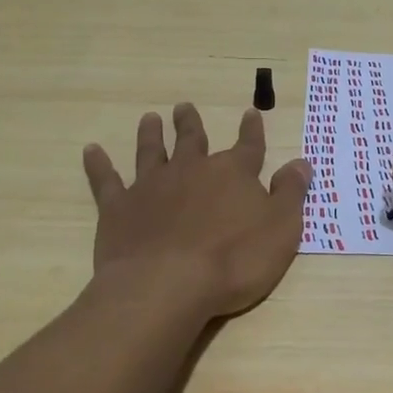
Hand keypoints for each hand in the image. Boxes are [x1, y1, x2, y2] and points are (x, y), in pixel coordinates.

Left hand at [83, 104, 312, 318]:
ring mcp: (152, 187)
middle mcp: (191, 170)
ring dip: (151, 135)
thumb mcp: (282, 228)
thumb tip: (301, 162)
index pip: (248, 146)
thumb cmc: (234, 260)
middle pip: (193, 140)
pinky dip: (99, 165)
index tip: (250, 113)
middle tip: (184, 107)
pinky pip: (106, 180)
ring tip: (150, 118)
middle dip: (191, 124)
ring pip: (151, 152)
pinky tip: (92, 151)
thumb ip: (290, 193)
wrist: (168, 285)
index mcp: (233, 173)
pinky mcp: (118, 208)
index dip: (251, 130)